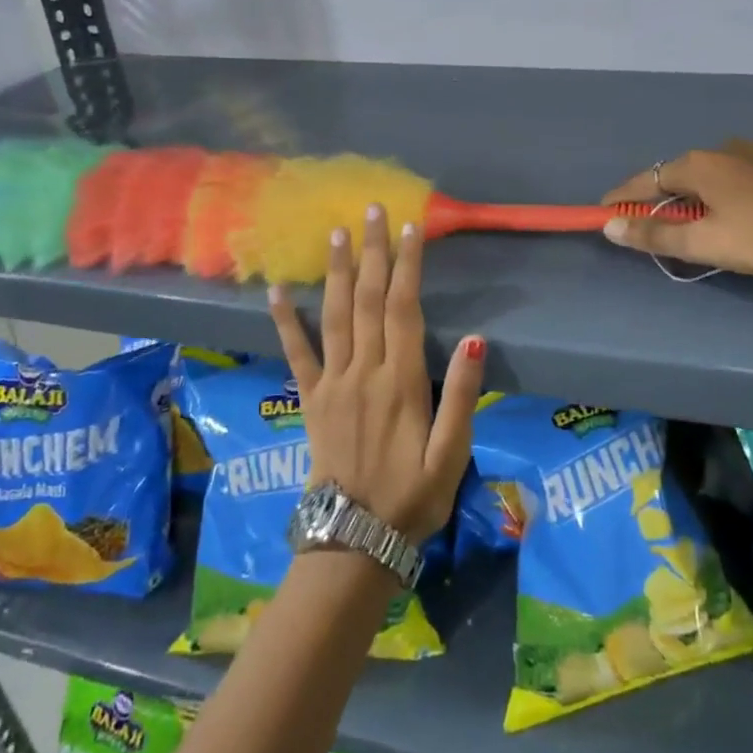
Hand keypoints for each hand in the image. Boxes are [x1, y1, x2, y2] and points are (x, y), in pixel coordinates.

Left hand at [268, 204, 485, 543]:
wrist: (353, 541)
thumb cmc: (412, 498)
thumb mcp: (452, 455)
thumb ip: (462, 396)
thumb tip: (476, 340)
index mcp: (401, 381)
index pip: (404, 308)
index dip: (407, 265)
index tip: (410, 228)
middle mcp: (364, 371)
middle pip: (367, 299)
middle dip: (371, 252)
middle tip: (371, 210)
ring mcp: (333, 383)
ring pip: (334, 315)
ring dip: (335, 271)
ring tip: (334, 233)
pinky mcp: (310, 399)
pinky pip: (296, 353)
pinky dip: (285, 320)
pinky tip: (275, 290)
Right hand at [601, 141, 752, 282]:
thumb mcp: (708, 244)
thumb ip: (656, 234)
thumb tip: (610, 225)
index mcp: (700, 164)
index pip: (646, 180)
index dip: (622, 197)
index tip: (604, 212)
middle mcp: (728, 146)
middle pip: (682, 173)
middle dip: (665, 197)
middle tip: (660, 225)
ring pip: (721, 170)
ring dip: (706, 191)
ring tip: (712, 218)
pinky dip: (742, 187)